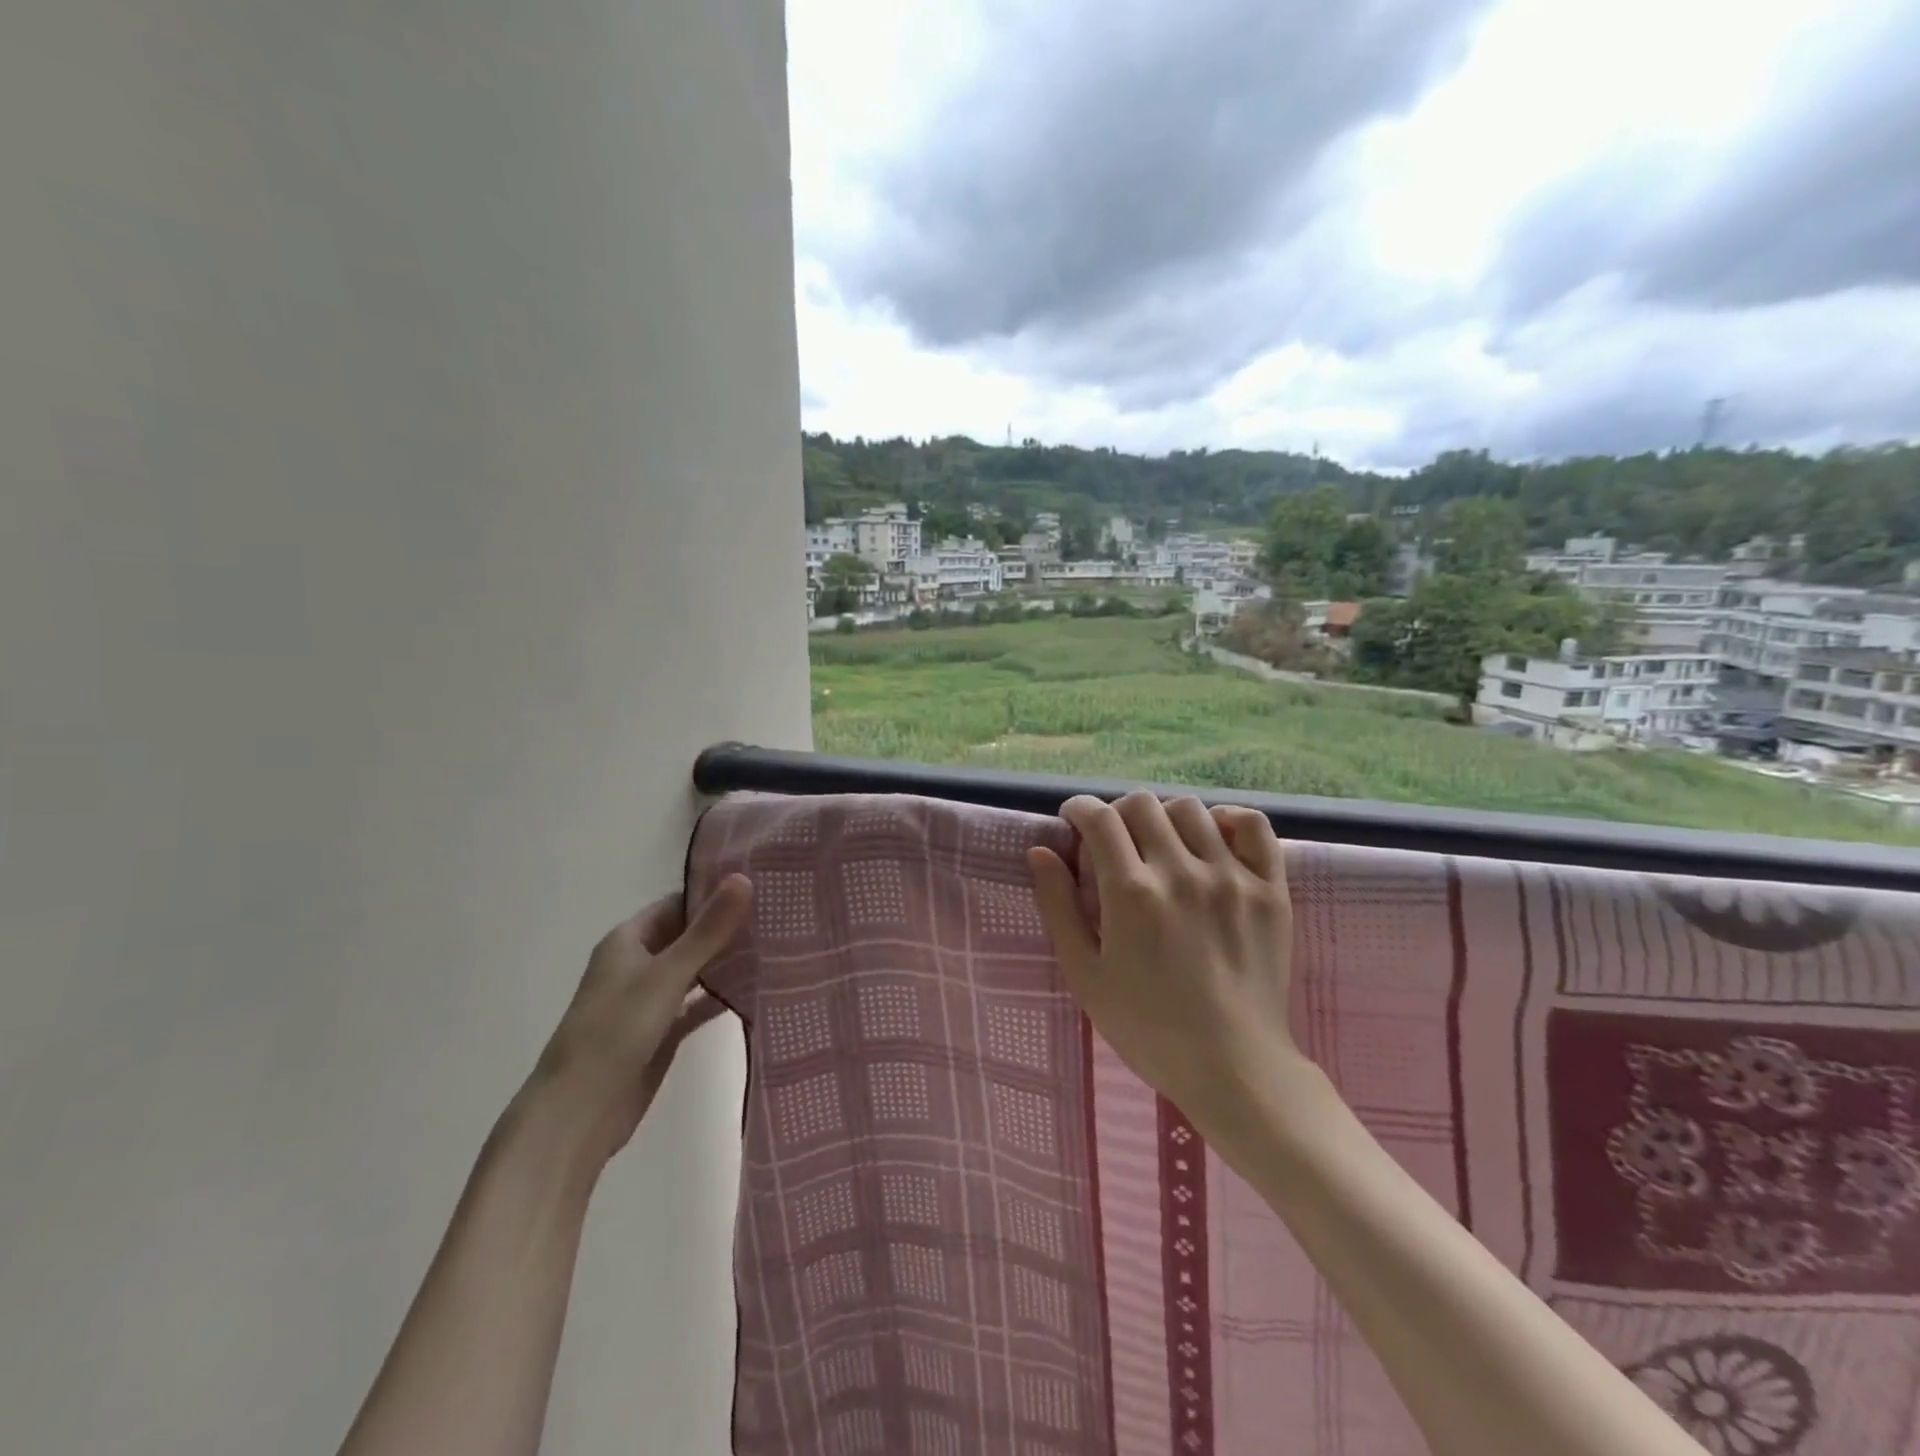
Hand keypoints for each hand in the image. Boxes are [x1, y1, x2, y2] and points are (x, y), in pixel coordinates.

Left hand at [519, 874, 753, 1166]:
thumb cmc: (616, 1030)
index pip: (676, 903)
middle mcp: (637, 965)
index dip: (712, 892)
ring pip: (694, 970)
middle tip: (776, 914)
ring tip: (775, 946)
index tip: (758, 884)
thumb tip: (744, 878)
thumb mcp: (667, 974)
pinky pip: (696, 1006)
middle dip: (725, 927)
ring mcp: (649, 1001)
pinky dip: (720, 997)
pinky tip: (756, 990)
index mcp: (628, 941)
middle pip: (687, 935)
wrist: (579, 1112)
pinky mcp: (661, 1033)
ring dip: (726, 962)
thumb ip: (708, 930)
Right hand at [1028, 793, 1297, 1136]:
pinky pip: (1252, 824)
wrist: (1233, 1067)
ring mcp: (1230, 876)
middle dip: (1117, 813)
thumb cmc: (1147, 1027)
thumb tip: (1040, 851)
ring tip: (1160, 844)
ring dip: (1163, 817)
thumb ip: (1058, 906)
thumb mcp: (1085, 974)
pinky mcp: (1269, 888)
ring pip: (1189, 809)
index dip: (1079, 809)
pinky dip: (1228, 818)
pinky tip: (1213, 836)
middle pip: (1141, 805)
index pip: (1099, 818)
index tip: (1074, 820)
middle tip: (1114, 840)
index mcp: (1132, 893)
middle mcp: (1181, 872)